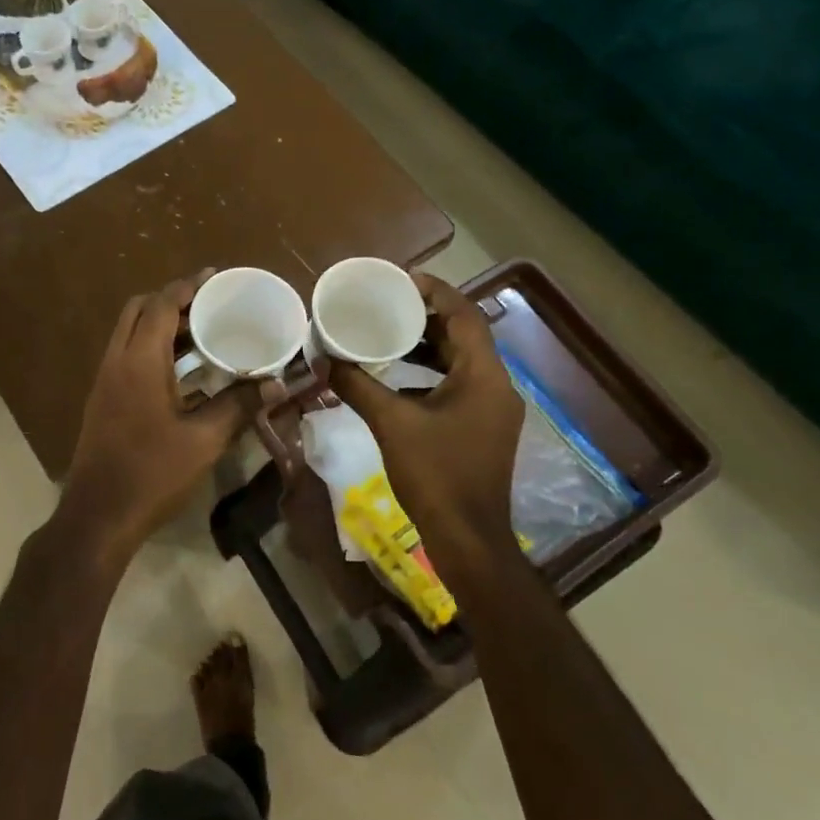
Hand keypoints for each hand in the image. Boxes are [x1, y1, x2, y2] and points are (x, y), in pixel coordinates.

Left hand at [56, 272, 262, 558]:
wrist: (99, 515)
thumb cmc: (152, 473)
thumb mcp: (204, 440)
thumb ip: (240, 405)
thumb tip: (277, 384)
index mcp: (139, 361)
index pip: (162, 305)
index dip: (188, 286)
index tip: (214, 277)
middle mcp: (116, 361)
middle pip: (138, 310)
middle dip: (171, 300)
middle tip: (207, 305)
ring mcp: (105, 380)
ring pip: (129, 333)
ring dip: (160, 324)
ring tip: (201, 331)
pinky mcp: (103, 399)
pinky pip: (126, 355)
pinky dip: (151, 347)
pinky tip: (181, 370)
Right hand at [327, 272, 525, 544]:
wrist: (468, 538)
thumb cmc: (436, 474)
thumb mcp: (391, 424)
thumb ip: (357, 387)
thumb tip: (324, 360)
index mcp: (483, 376)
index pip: (464, 315)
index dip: (435, 292)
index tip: (401, 280)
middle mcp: (496, 386)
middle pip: (464, 336)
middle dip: (427, 317)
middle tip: (388, 305)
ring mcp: (492, 410)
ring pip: (461, 363)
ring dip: (428, 347)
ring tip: (389, 335)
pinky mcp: (483, 429)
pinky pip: (458, 386)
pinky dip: (430, 375)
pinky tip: (398, 380)